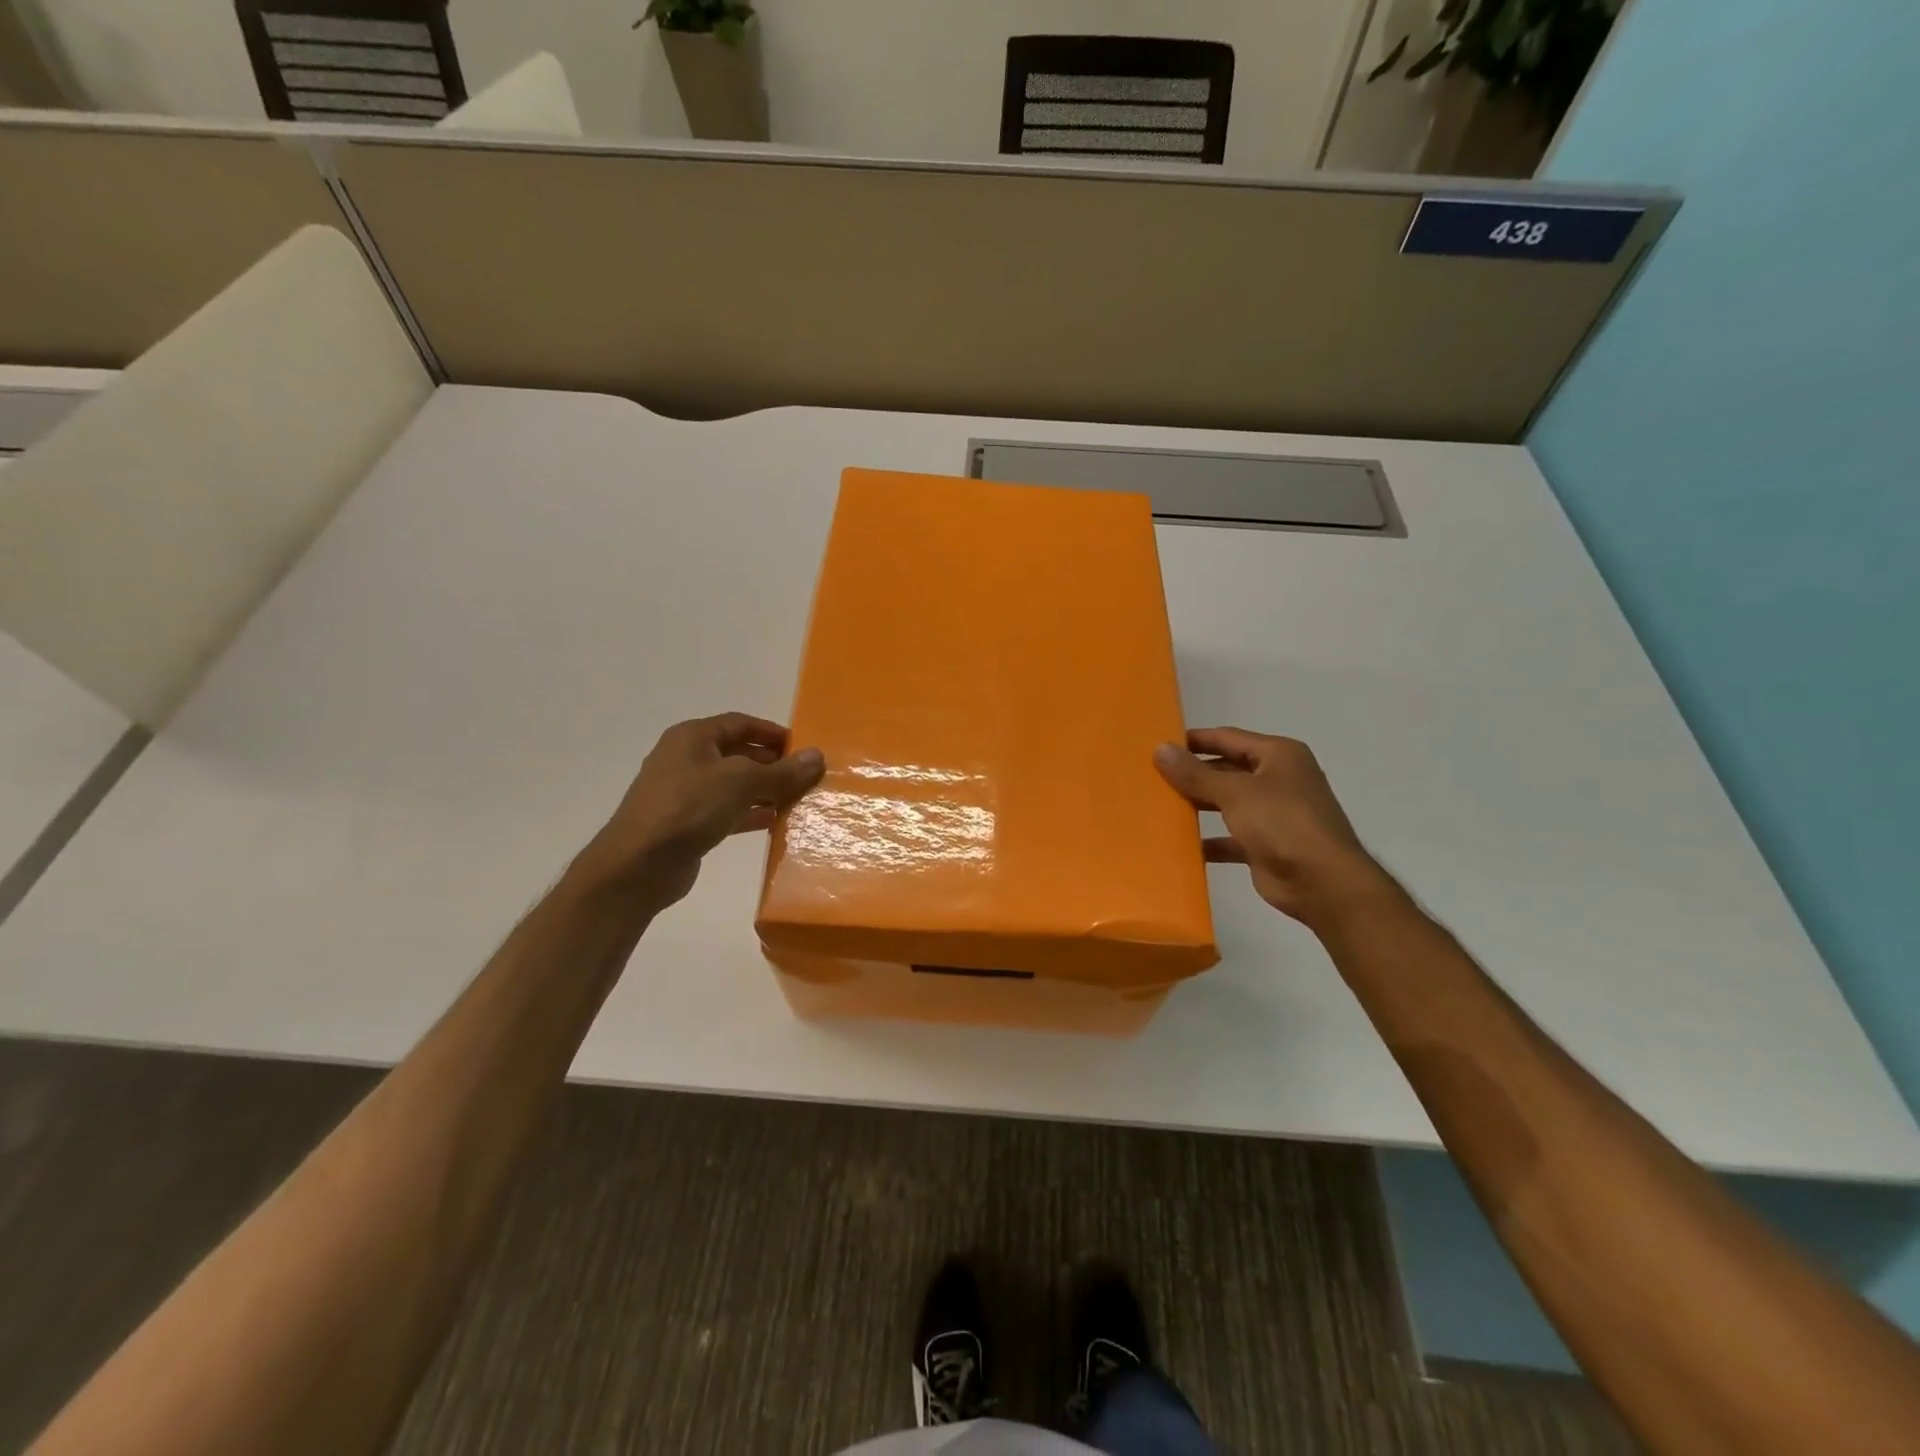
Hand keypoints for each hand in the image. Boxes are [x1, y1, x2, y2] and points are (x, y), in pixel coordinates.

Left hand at [573, 713, 824, 911]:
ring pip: (734, 785)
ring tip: (797, 799)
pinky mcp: (687, 824)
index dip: (772, 732)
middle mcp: (687, 759)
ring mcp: (685, 793)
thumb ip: (782, 771)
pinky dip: (750, 814)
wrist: (639, 865)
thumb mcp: (742, 782)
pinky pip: (726, 811)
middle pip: (738, 754)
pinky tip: (774, 823)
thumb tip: (817, 756)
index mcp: (693, 737)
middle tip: (805, 776)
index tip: (803, 747)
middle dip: (772, 763)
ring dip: (764, 791)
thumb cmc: (689, 807)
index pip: (740, 724)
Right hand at [1155, 727, 1394, 927]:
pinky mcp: (1266, 845)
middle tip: (1152, 776)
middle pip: (1226, 770)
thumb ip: (1195, 773)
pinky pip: (1230, 837)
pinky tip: (1180, 845)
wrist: (1323, 883)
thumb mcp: (1235, 792)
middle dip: (1193, 774)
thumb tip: (1160, 748)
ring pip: (1227, 803)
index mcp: (1278, 756)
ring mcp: (1274, 814)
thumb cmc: (1282, 823)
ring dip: (1198, 805)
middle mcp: (1278, 779)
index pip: (1228, 738)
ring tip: (1160, 806)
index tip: (1159, 743)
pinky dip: (1209, 841)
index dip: (1194, 740)